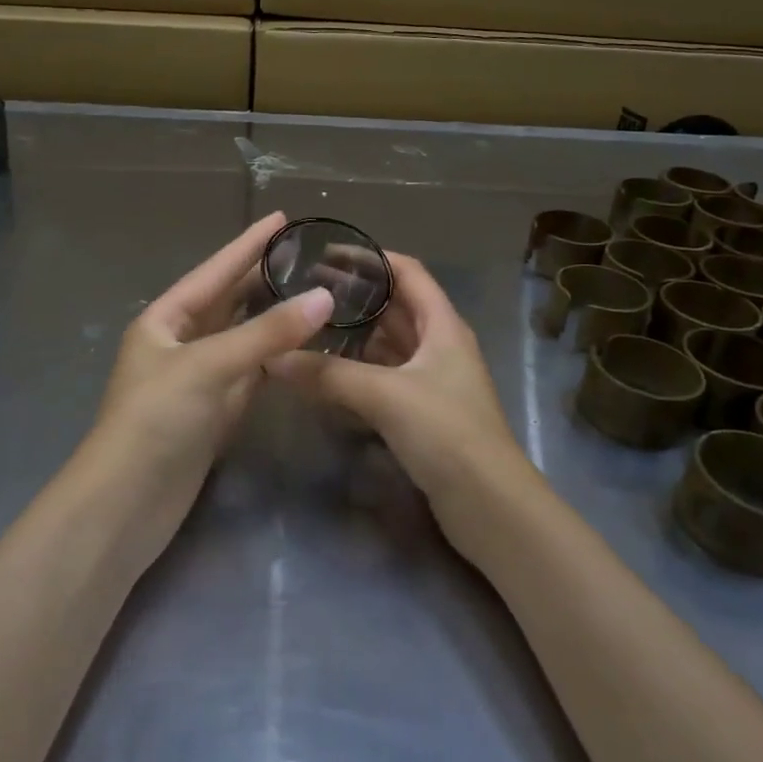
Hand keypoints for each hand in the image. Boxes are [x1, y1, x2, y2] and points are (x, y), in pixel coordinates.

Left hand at [86, 211, 334, 491]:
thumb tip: (324, 297)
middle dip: (262, 278)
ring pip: (242, 338)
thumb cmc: (156, 419)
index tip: (280, 219)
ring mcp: (197, 380)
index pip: (214, 272)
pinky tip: (301, 348)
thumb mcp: (208, 366)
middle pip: (228, 302)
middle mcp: (180, 344)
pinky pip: (250, 374)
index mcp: (164, 320)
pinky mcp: (213, 414)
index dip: (247, 244)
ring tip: (313, 293)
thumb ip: (266, 333)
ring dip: (273, 318)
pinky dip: (274, 360)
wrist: (126, 504)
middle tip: (307, 255)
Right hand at [266, 253, 535, 522]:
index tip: (327, 255)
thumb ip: (328, 375)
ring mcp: (432, 380)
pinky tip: (326, 374)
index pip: (407, 272)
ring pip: (387, 344)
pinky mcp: (422, 411)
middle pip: (395, 306)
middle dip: (355, 296)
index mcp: (443, 325)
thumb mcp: (385, 396)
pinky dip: (357, 369)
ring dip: (354, 334)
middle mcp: (439, 345)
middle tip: (306, 292)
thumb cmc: (446, 432)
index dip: (371, 258)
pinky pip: (384, 376)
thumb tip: (273, 358)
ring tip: (309, 328)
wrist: (489, 506)